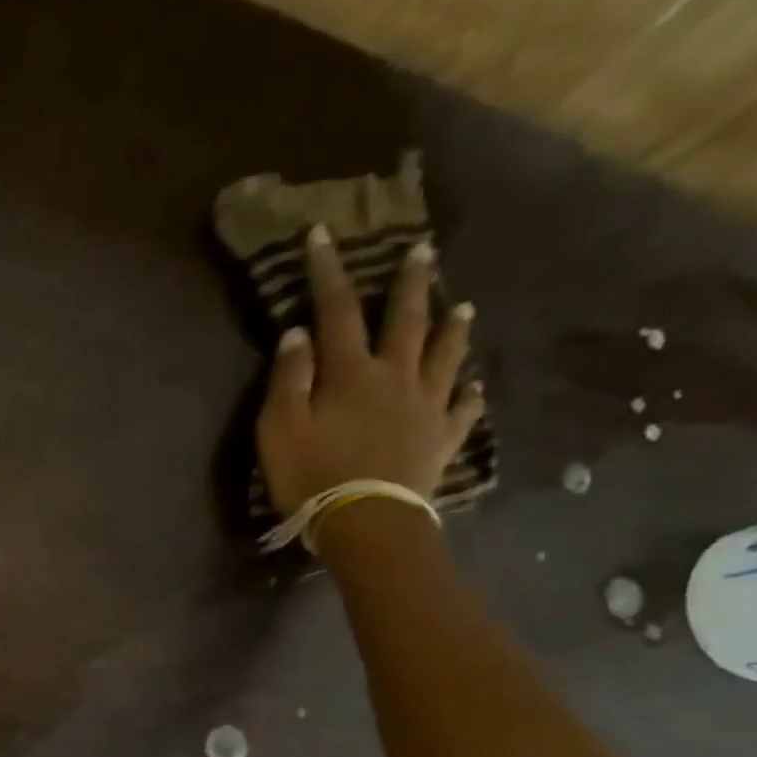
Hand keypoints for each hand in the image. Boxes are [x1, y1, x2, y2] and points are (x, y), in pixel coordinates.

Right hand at [255, 227, 484, 517]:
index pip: (336, 312)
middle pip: (405, 321)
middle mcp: (395, 377)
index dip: (328, 273)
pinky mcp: (440, 440)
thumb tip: (298, 333)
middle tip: (422, 251)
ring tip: (464, 306)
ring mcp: (425, 407)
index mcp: (351, 373)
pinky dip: (470, 396)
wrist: (366, 522)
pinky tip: (476, 387)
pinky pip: (462, 411)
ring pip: (444, 356)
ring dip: (452, 329)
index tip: (323, 235)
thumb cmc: (312, 476)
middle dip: (409, 284)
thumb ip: (289, 379)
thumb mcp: (280, 429)